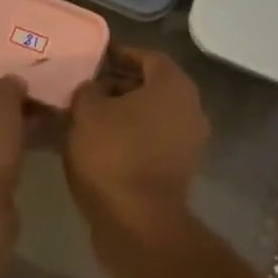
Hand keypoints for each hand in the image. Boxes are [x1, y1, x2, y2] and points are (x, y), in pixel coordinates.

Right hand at [64, 49, 209, 247]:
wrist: (139, 223)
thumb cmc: (114, 155)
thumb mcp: (87, 113)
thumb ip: (87, 91)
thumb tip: (91, 89)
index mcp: (173, 85)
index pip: (147, 56)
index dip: (120, 54)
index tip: (96, 58)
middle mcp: (190, 107)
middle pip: (153, 85)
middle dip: (120, 84)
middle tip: (89, 89)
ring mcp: (190, 140)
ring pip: (153, 115)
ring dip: (125, 113)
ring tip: (90, 118)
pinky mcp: (181, 169)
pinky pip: (154, 140)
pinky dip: (132, 137)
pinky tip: (103, 144)